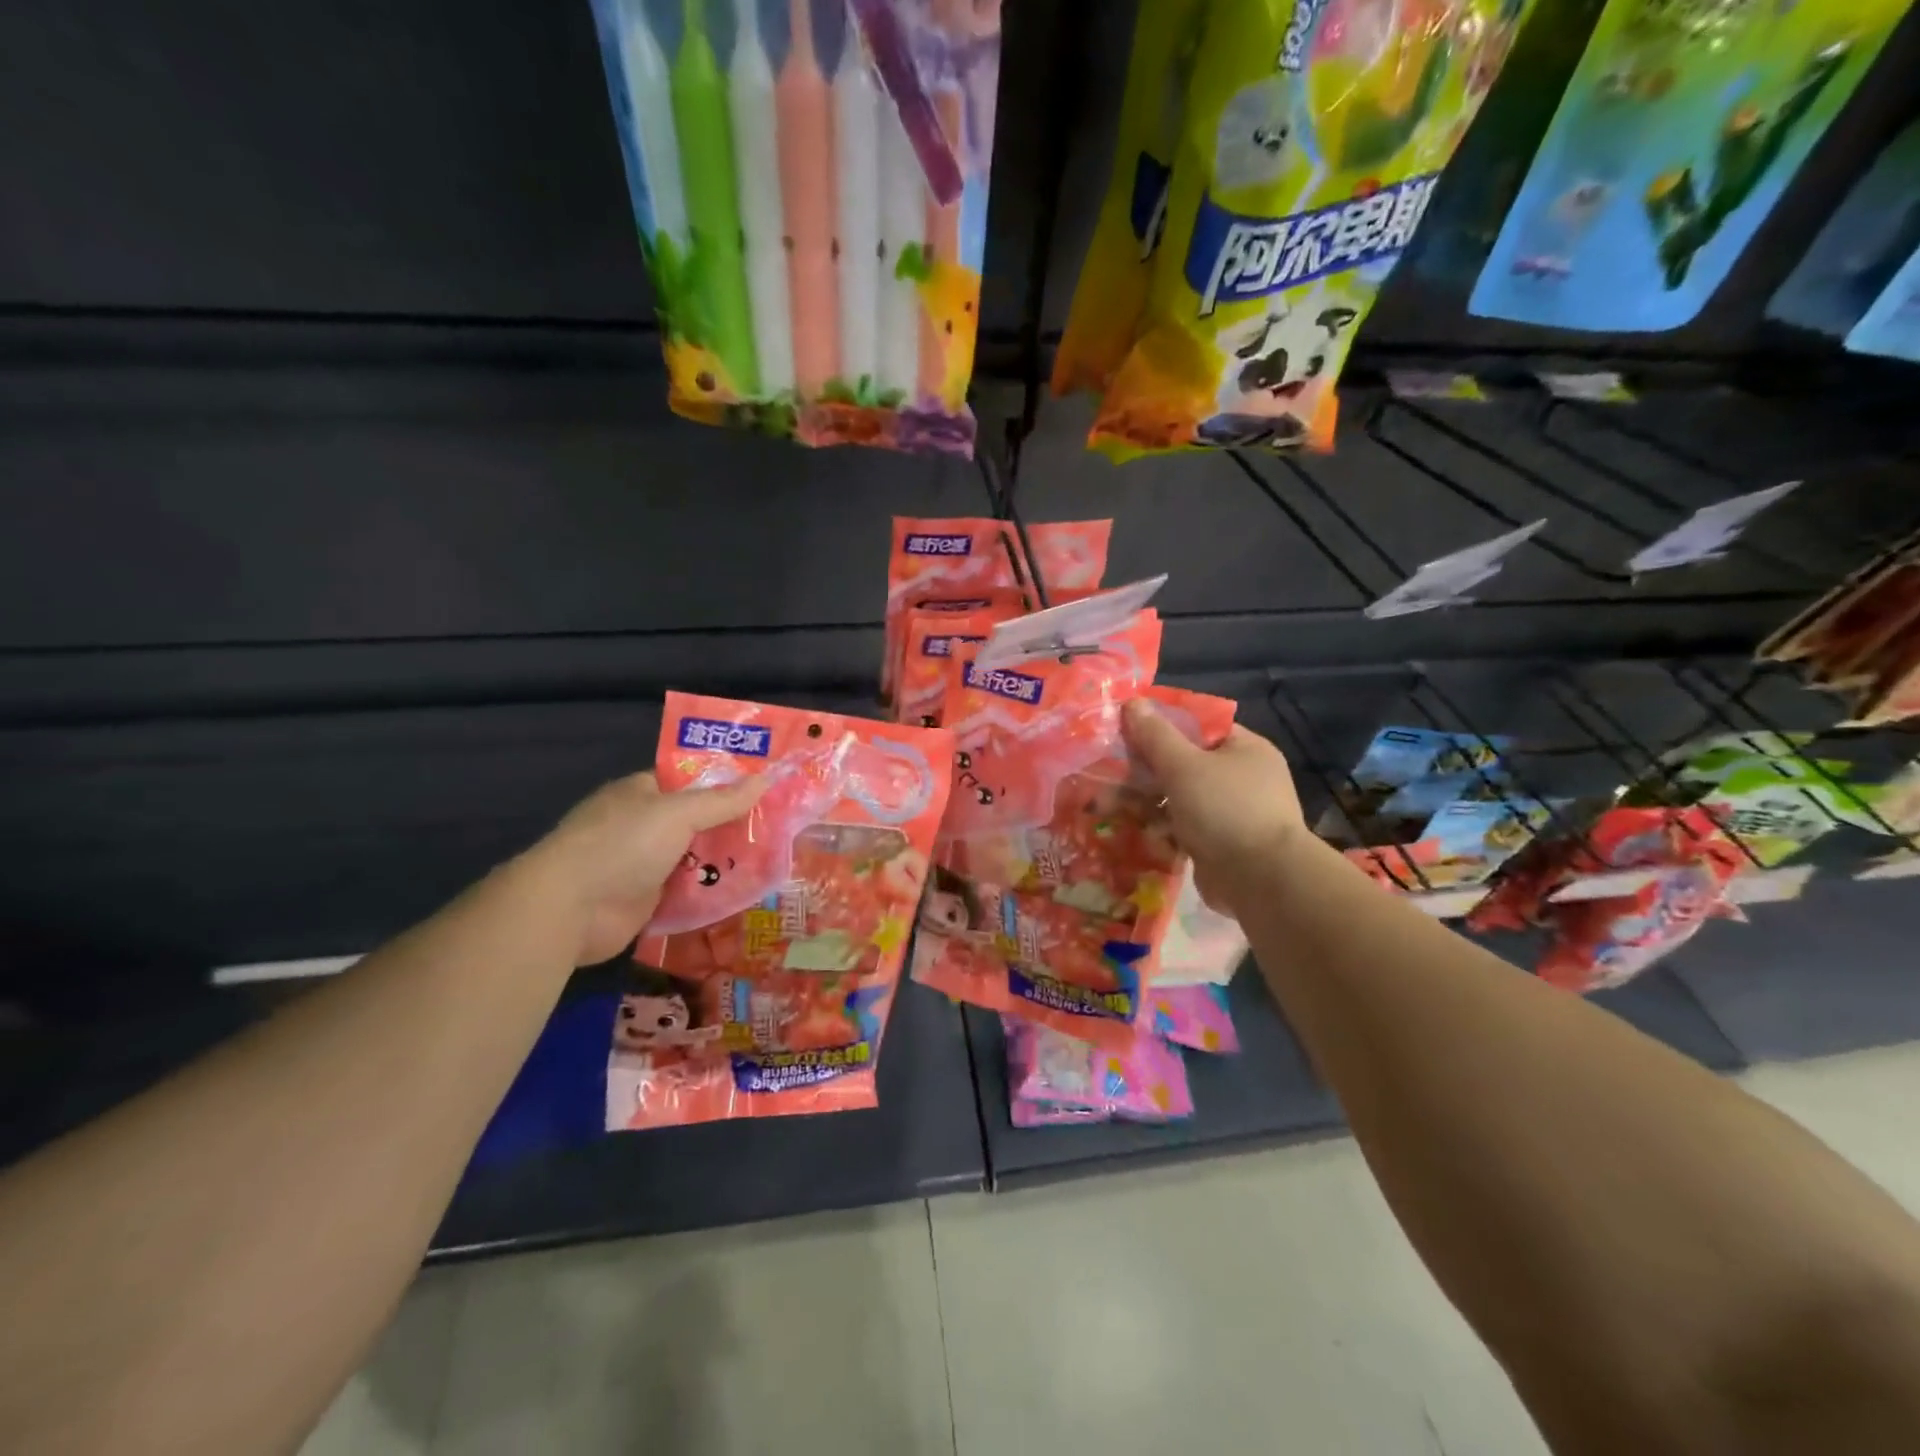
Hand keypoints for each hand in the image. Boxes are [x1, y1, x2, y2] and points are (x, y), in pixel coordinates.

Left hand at [522, 771, 766, 965]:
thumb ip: (722, 801)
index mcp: (642, 792)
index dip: (725, 782)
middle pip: (697, 820)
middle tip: (781, 826)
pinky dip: (711, 892)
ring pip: (696, 857)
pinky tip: (748, 891)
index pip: (689, 780)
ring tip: (775, 859)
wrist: (571, 908)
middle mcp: (642, 825)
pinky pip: (688, 891)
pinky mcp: (647, 900)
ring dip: (726, 861)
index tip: (765, 786)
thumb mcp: (678, 813)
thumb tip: (765, 778)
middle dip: (733, 825)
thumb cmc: (623, 844)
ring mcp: (643, 864)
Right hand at [1122, 700, 1307, 915]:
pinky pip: (1184, 828)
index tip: (1126, 731)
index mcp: (1245, 749)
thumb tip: (1133, 702)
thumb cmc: (1224, 810)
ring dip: (1148, 802)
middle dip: (1147, 769)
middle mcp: (1244, 777)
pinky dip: (1161, 830)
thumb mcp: (1183, 765)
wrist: (1260, 881)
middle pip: (1185, 763)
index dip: (1162, 725)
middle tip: (1109, 770)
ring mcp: (1234, 813)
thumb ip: (1155, 735)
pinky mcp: (1222, 845)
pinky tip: (1131, 831)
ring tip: (1108, 803)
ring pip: (1181, 798)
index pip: (1199, 726)